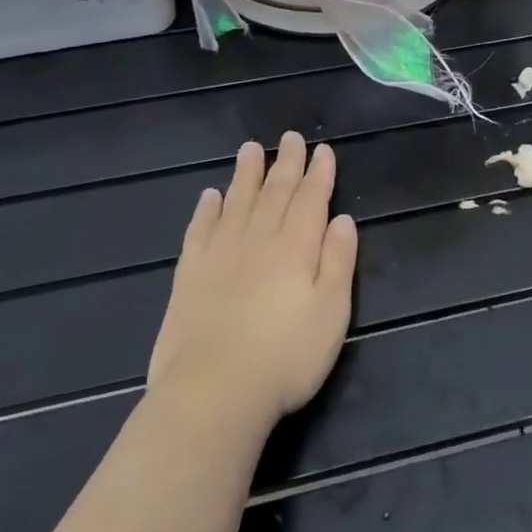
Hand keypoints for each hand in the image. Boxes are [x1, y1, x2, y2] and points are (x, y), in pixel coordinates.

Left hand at [148, 132, 358, 433]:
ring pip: (237, 203)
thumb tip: (342, 220)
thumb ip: (338, 261)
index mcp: (295, 248)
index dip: (319, 174)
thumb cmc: (286, 357)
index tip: (323, 150)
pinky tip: (210, 196)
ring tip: (251, 149)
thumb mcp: (332, 312)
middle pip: (274, 194)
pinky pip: (199, 231)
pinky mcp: (189, 277)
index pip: (310, 200)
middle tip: (290, 138)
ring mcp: (219, 256)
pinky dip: (206, 210)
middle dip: (286, 164)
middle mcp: (258, 241)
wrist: (213, 393)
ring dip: (246, 175)